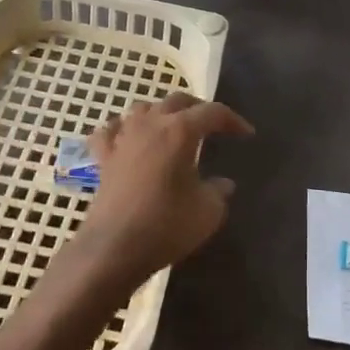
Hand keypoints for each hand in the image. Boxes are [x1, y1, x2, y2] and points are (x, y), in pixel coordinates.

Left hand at [74, 92, 253, 282]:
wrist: (114, 248)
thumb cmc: (167, 225)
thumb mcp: (209, 211)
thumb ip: (219, 191)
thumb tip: (222, 184)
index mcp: (180, 131)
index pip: (212, 112)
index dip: (233, 120)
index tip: (246, 134)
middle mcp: (150, 125)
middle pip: (176, 101)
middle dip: (198, 108)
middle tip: (213, 125)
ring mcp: (122, 139)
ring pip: (142, 109)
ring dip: (161, 113)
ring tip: (172, 129)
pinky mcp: (103, 159)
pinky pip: (110, 131)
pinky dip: (122, 129)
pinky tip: (128, 139)